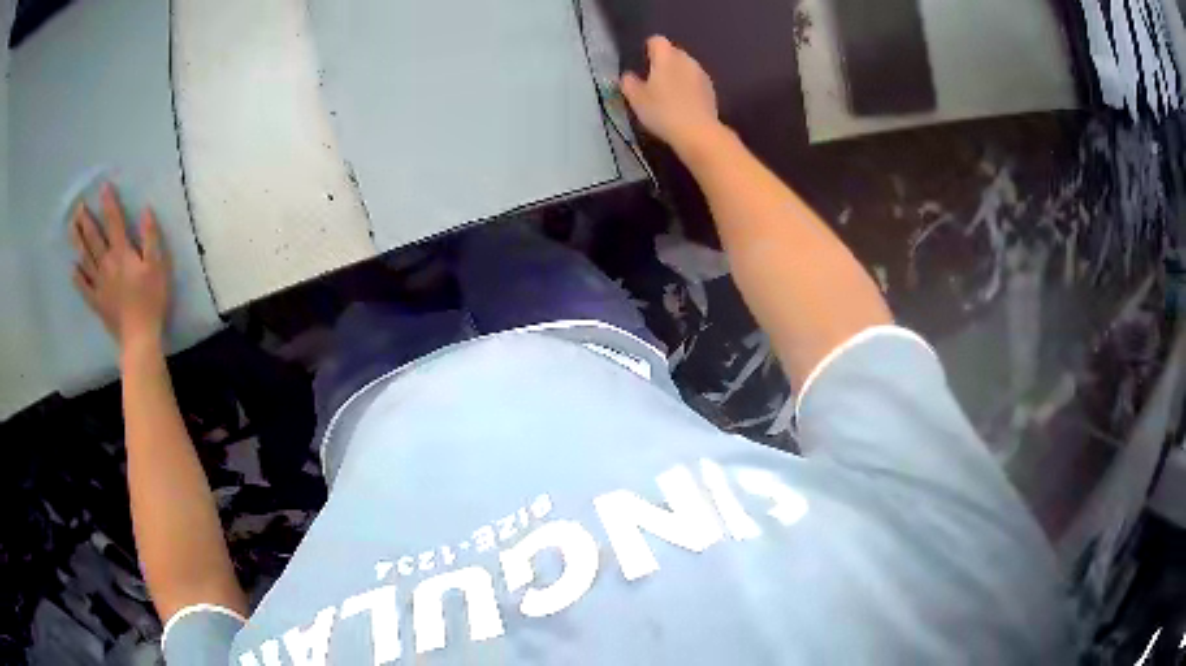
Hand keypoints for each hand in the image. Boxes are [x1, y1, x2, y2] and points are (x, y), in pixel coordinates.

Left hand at [70, 183, 170, 350]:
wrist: (139, 336)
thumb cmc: (151, 299)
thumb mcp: (158, 265)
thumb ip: (151, 237)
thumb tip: (146, 211)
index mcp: (122, 253)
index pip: (114, 222)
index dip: (109, 203)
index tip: (103, 187)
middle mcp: (107, 264)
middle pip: (94, 239)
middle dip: (86, 221)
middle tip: (78, 207)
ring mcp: (100, 284)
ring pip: (85, 259)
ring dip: (78, 242)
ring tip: (71, 228)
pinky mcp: (97, 302)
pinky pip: (84, 288)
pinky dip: (77, 278)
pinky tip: (73, 269)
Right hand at [621, 36, 721, 152]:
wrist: (698, 132)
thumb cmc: (663, 112)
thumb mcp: (637, 100)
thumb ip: (629, 83)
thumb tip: (628, 76)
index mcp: (666, 57)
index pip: (657, 41)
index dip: (649, 48)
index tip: (643, 61)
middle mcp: (686, 59)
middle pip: (673, 52)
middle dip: (664, 61)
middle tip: (653, 80)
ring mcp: (701, 74)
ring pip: (686, 66)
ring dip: (677, 74)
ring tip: (668, 93)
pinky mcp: (711, 89)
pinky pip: (695, 81)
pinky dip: (689, 87)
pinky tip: (683, 103)